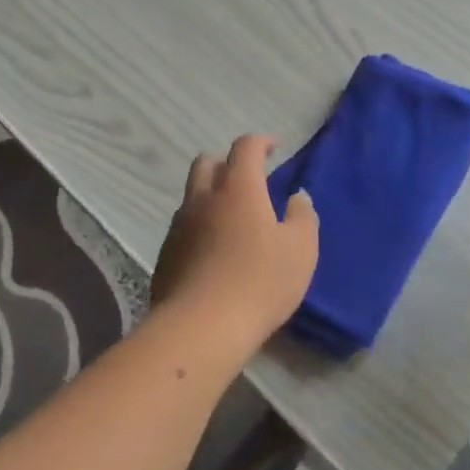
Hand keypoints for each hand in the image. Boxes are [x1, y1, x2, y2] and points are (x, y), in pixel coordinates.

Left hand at [153, 135, 318, 350]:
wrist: (201, 327)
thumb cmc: (260, 282)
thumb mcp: (300, 250)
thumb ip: (303, 217)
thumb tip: (297, 198)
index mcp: (238, 188)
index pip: (245, 147)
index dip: (260, 142)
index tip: (273, 148)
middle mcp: (203, 198)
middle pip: (207, 162)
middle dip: (227, 162)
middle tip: (248, 180)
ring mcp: (179, 225)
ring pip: (192, 195)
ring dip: (210, 195)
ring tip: (231, 218)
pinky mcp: (166, 254)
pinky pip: (183, 226)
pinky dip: (199, 226)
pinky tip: (213, 251)